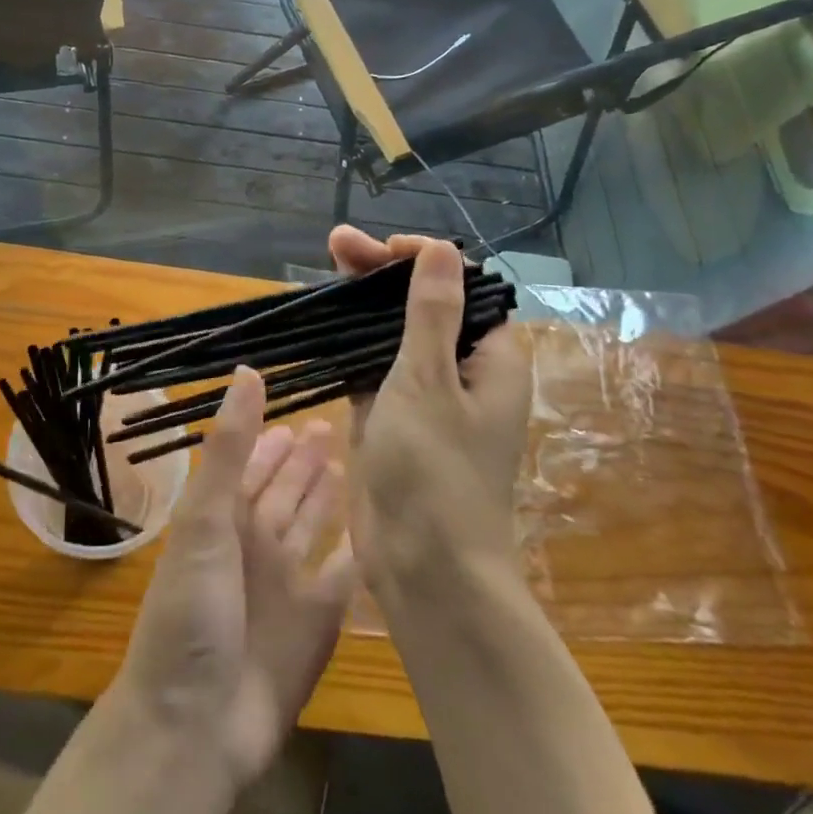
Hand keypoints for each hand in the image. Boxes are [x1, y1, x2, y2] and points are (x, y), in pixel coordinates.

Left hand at [111, 367, 355, 786]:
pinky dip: (357, 554)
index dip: (272, 438)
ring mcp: (288, 584)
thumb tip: (247, 372)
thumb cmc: (193, 611)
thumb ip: (229, 448)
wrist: (196, 725)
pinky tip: (378, 531)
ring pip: (314, 527)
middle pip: (287, 492)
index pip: (253, 465)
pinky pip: (342, 576)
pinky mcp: (318, 623)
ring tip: (353, 464)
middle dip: (306, 461)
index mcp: (225, 519)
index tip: (299, 410)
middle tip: (335, 425)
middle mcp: (256, 544)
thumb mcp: (205, 520)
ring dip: (329, 498)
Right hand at [329, 227, 533, 606]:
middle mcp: (463, 371)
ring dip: (361, 302)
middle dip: (381, 273)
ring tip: (324, 267)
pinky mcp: (391, 417)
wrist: (424, 569)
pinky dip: (349, 341)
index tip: (382, 248)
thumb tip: (443, 248)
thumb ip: (431, 312)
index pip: (462, 287)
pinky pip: (371, 365)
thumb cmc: (435, 471)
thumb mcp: (429, 381)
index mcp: (491, 359)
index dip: (423, 259)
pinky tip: (321, 320)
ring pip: (393, 333)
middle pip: (423, 304)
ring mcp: (424, 395)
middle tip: (335, 244)